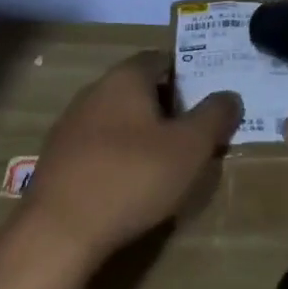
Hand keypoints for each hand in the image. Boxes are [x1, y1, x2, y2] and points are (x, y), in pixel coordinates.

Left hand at [24, 51, 241, 267]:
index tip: (206, 99)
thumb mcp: (189, 148)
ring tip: (165, 162)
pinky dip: (117, 155)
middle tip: (193, 133)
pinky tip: (129, 183)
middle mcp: (94, 91)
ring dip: (140, 132)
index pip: (160, 59)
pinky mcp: (57, 157)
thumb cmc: (132, 177)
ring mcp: (70, 124)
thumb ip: (213, 117)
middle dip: (166, 105)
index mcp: (125, 78)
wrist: (59, 230)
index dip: (186, 74)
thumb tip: (230, 96)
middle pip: (137, 87)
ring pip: (116, 117)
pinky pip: (97, 145)